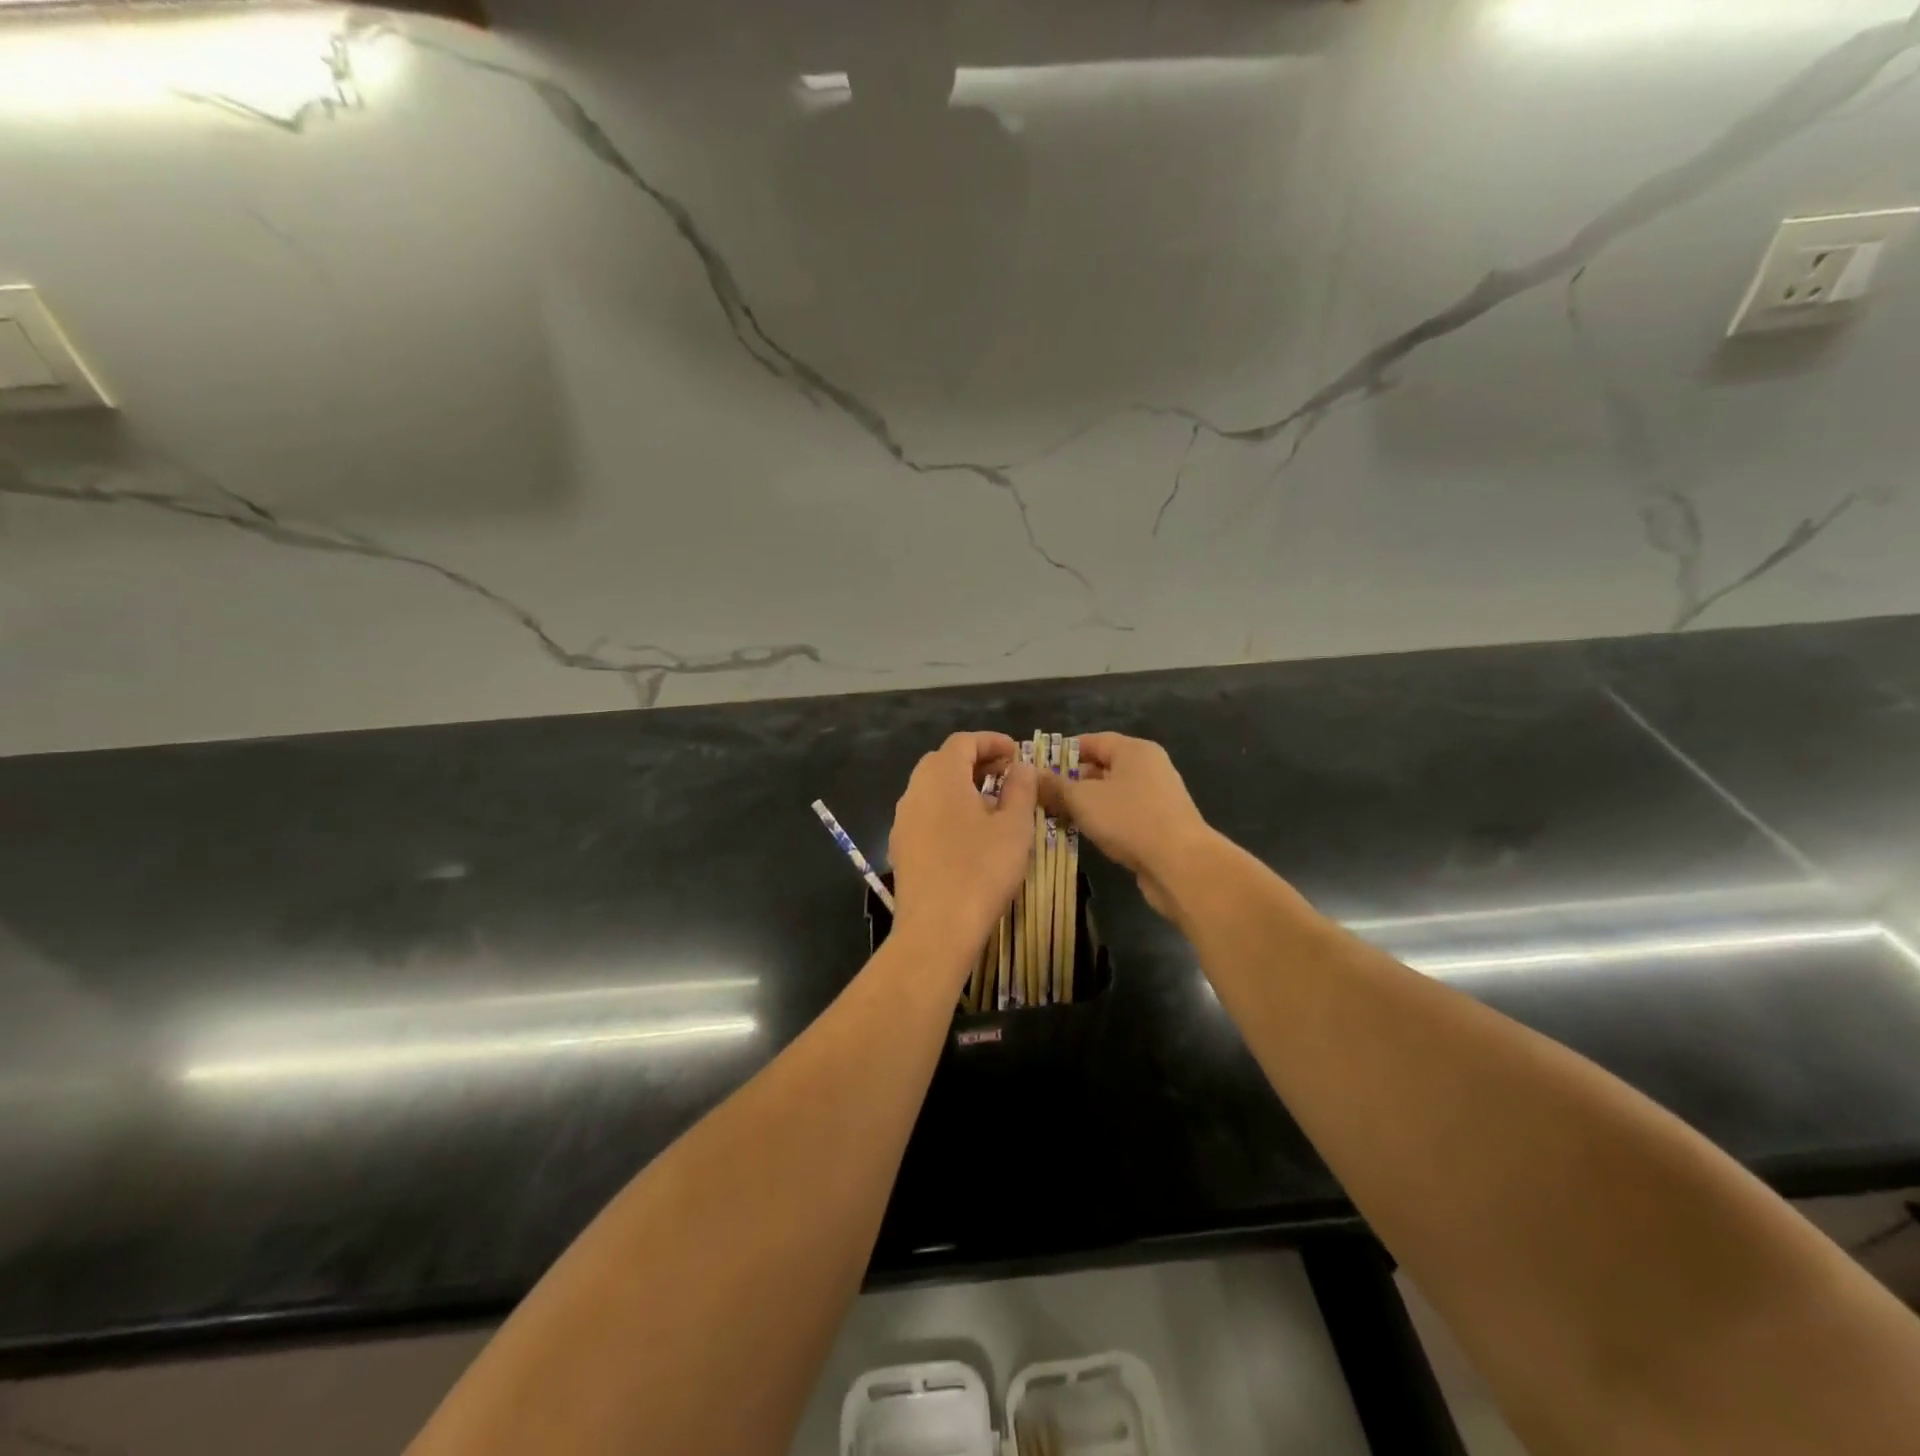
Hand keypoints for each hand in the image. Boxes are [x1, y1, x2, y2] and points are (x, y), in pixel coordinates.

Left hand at [888, 732, 1037, 962]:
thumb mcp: (1014, 826)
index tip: (1017, 752)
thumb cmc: (981, 869)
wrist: (936, 928)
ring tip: (993, 803)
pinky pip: (926, 814)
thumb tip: (1021, 766)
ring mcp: (902, 820)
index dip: (991, 741)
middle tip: (1007, 774)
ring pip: (932, 789)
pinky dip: (948, 810)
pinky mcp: (901, 847)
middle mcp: (914, 790)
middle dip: (976, 762)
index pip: (963, 742)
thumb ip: (1020, 789)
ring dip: (962, 786)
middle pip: (943, 761)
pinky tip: (970, 833)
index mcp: (940, 776)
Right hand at [1038, 732, 1215, 917]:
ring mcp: (1157, 798)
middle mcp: (1149, 768)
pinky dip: (1103, 821)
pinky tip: (1083, 835)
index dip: (1064, 752)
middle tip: (1041, 795)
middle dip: (1072, 781)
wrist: (1181, 866)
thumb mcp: (1083, 800)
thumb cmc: (1129, 820)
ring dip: (1085, 804)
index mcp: (1135, 751)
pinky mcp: (1159, 826)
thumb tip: (1032, 774)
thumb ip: (1056, 786)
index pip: (1093, 741)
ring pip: (1112, 794)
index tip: (1038, 766)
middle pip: (1103, 767)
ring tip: (1055, 816)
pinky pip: (1123, 816)